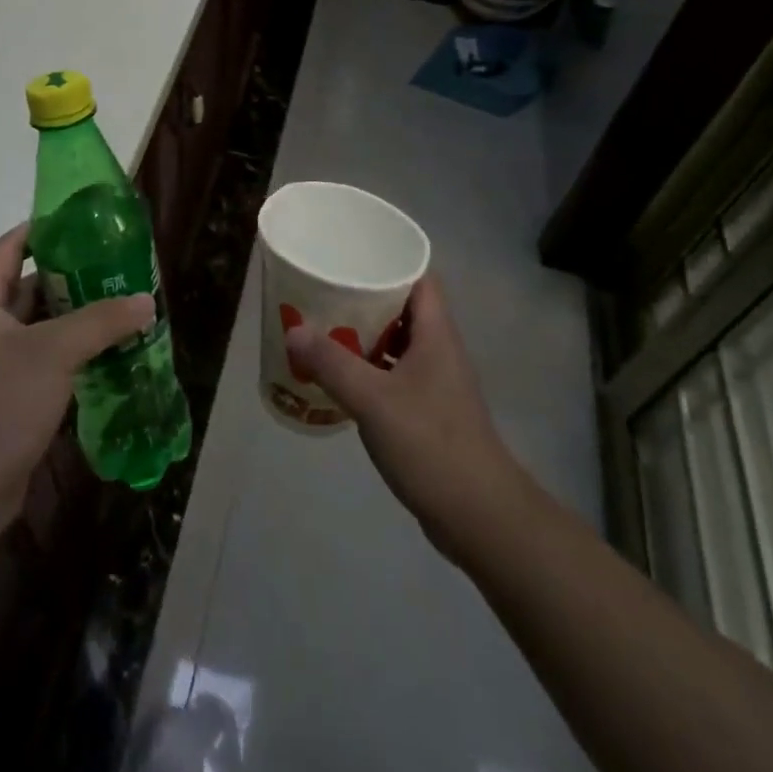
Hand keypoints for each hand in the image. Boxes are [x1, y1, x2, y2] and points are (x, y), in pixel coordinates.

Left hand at [0, 224, 153, 567]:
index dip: (40, 229)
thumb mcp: (53, 353)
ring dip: (78, 320)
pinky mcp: (9, 402)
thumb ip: (101, 321)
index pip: (8, 249)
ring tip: (123, 307)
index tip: (81, 221)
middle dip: (72, 277)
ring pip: (42, 330)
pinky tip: (110, 355)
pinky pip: (47, 365)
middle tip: (117, 267)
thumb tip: (146, 300)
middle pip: (30, 288)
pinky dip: (75, 356)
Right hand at [284, 274, 524, 565]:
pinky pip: (394, 374)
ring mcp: (436, 382)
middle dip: (365, 297)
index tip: (350, 255)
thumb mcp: (373, 400)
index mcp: (436, 333)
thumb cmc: (430, 444)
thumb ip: (332, 363)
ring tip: (323, 328)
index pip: (418, 277)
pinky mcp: (429, 411)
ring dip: (364, 334)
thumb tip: (293, 330)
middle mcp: (439, 349)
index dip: (388, 260)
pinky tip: (340, 377)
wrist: (479, 516)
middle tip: (324, 291)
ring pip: (397, 342)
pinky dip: (369, 368)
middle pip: (403, 307)